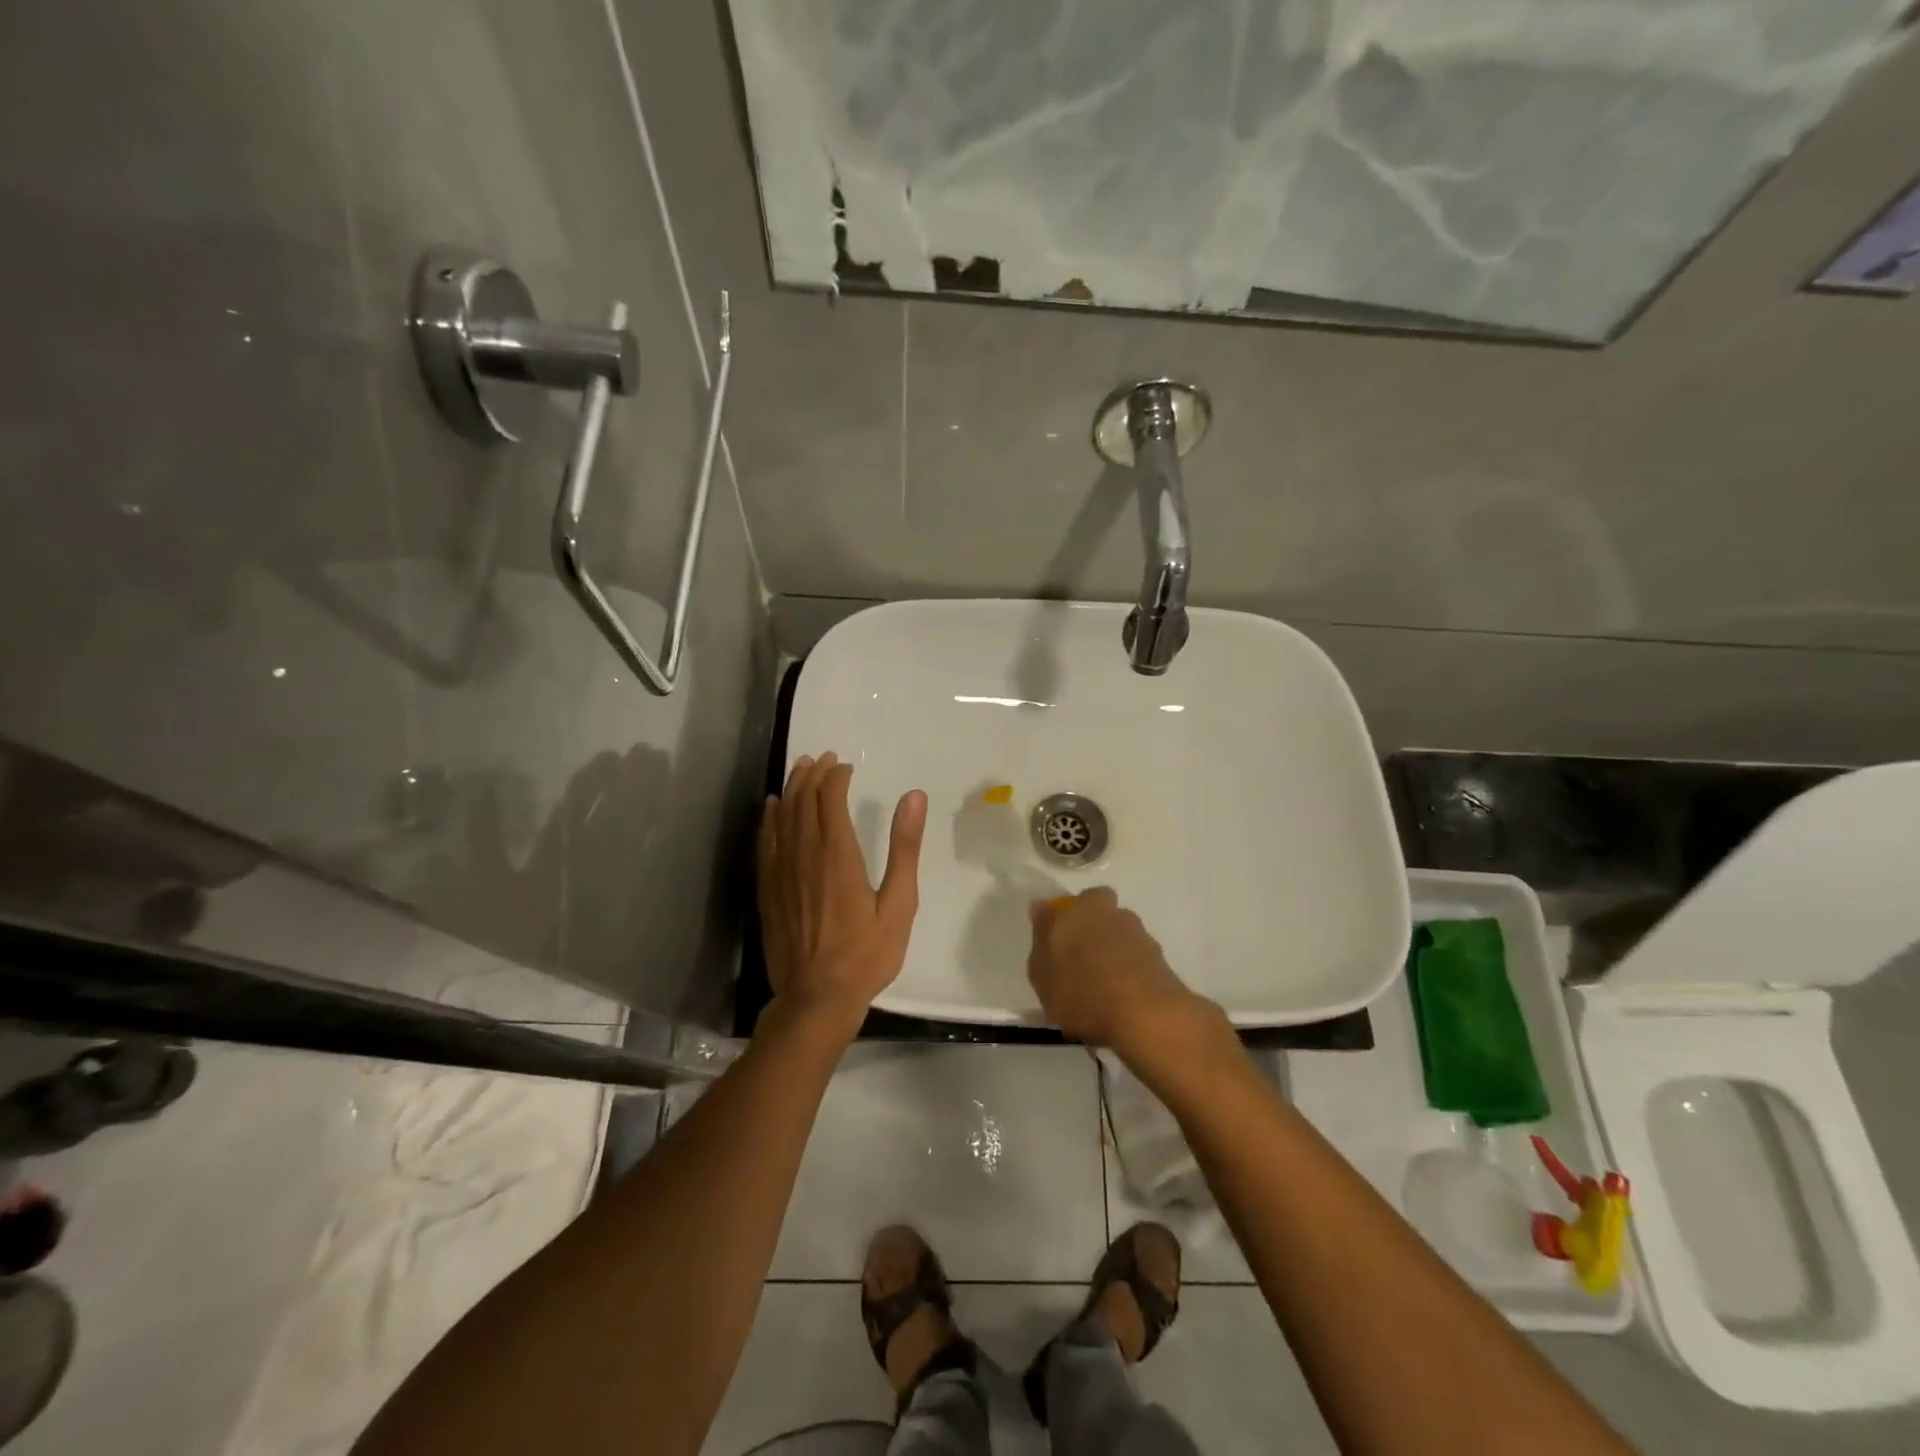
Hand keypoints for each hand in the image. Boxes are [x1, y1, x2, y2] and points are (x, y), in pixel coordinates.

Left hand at [757, 753, 926, 1039]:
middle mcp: (804, 856)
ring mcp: (781, 873)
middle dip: (812, 775)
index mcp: (838, 856)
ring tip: (799, 769)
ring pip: (781, 817)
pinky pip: (764, 843)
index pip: (830, 800)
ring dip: (790, 789)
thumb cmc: (866, 955)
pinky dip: (768, 819)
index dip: (835, 777)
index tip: (846, 766)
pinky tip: (770, 808)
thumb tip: (913, 797)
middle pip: (802, 802)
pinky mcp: (767, 890)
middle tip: (823, 758)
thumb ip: (904, 848)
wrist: (816, 999)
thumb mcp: (899, 904)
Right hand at [1027, 888, 1223, 1064]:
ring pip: (1119, 934)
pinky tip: (1120, 999)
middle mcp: (1109, 912)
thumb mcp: (1042, 973)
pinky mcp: (1160, 958)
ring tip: (1101, 988)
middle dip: (1090, 928)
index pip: (1063, 904)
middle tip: (1079, 961)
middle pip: (1097, 912)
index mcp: (1077, 909)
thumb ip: (1041, 940)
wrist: (1144, 1014)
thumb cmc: (1081, 990)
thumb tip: (1041, 909)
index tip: (1055, 943)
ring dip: (1111, 951)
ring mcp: (1138, 933)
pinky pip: (1135, 959)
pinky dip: (1128, 972)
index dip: (1059, 920)